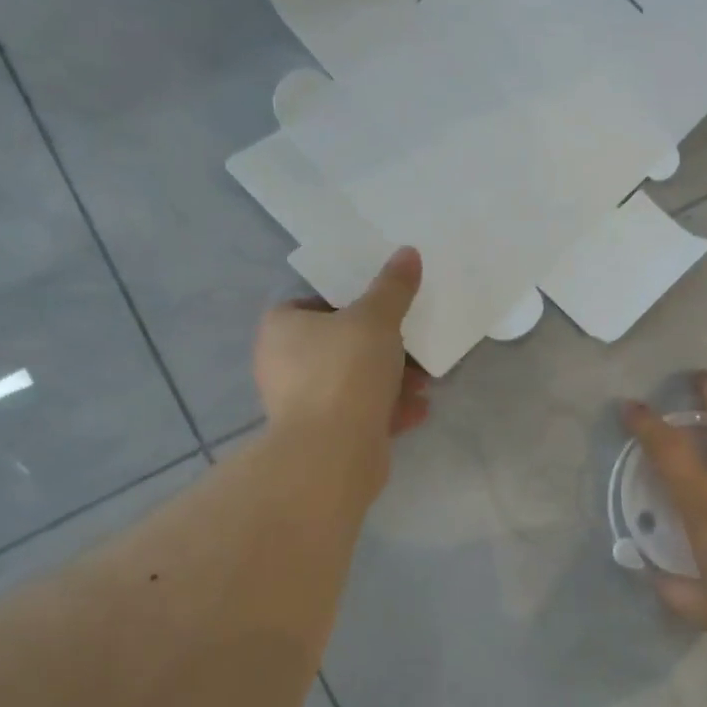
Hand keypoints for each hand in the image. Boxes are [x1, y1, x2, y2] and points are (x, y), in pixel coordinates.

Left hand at [255, 247, 431, 479]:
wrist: (332, 453)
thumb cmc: (346, 371)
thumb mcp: (376, 318)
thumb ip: (393, 287)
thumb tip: (408, 253)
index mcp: (281, 328)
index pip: (314, 302)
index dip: (350, 302)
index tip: (385, 309)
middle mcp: (283, 364)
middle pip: (340, 344)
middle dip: (383, 348)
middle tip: (414, 346)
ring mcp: (300, 404)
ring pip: (353, 381)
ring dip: (392, 381)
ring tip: (425, 384)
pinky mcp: (322, 436)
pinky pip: (359, 413)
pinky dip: (387, 410)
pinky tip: (419, 411)